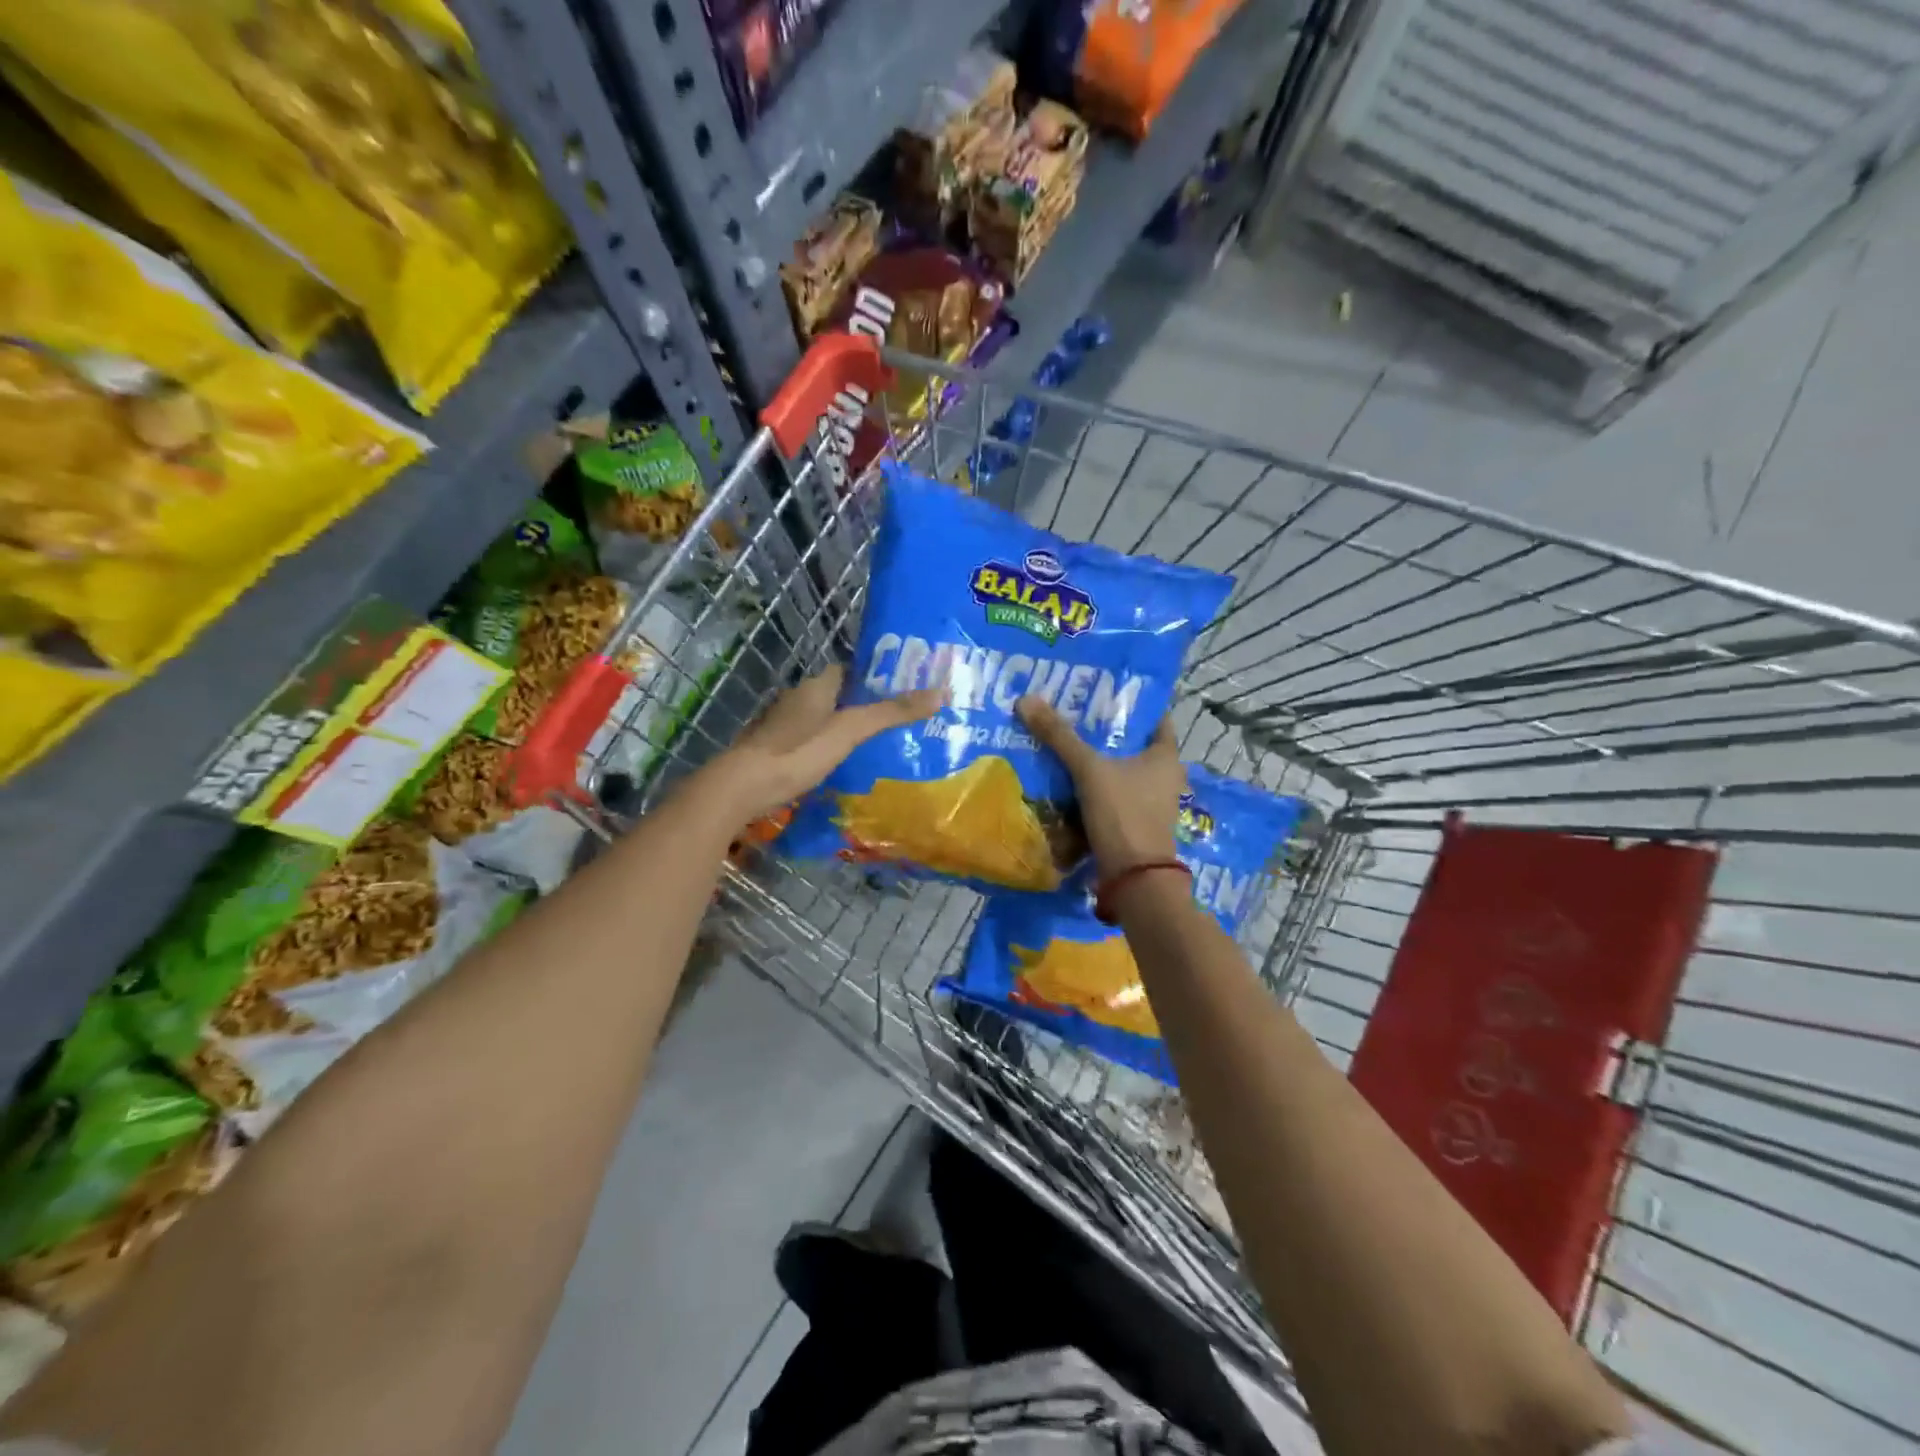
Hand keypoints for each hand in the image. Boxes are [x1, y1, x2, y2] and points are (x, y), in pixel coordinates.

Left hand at [706, 666, 941, 825]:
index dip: (873, 677)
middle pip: (836, 695)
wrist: (742, 787)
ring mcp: (782, 726)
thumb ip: (891, 713)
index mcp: (816, 686)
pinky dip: (825, 748)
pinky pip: (808, 741)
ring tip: (876, 745)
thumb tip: (940, 693)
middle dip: (861, 705)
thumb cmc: (799, 752)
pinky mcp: (774, 750)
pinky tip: (842, 765)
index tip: (900, 689)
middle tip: (895, 720)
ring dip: (842, 728)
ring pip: (821, 720)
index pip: (848, 670)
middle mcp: (797, 699)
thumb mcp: (851, 731)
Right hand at [1016, 697, 1185, 878]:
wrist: (1134, 879)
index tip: (1102, 690)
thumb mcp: (1089, 770)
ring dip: (1096, 761)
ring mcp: (1150, 802)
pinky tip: (1067, 780)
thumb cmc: (1123, 814)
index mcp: (1166, 756)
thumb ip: (1059, 736)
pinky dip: (1093, 787)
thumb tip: (1027, 699)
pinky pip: (1111, 795)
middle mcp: (1164, 777)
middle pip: (1132, 744)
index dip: (1131, 703)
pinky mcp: (1134, 823)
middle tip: (1072, 713)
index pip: (1154, 717)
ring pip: (1120, 771)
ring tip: (1064, 742)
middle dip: (1104, 732)